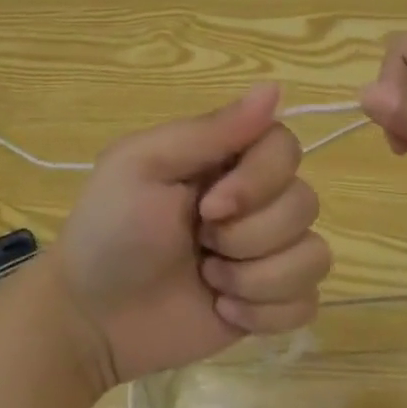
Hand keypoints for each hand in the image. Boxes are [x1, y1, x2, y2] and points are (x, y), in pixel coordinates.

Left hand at [49, 83, 331, 388]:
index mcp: (226, 161)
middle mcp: (256, 202)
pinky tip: (224, 311)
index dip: (260, 180)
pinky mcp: (270, 303)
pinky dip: (266, 311)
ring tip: (209, 282)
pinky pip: (308, 302)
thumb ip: (210, 130)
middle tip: (200, 245)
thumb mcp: (142, 165)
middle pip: (304, 204)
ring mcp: (266, 255)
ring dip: (256, 277)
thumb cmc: (110, 232)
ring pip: (314, 256)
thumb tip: (275, 88)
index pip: (286, 147)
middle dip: (248, 236)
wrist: (92, 319)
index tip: (209, 206)